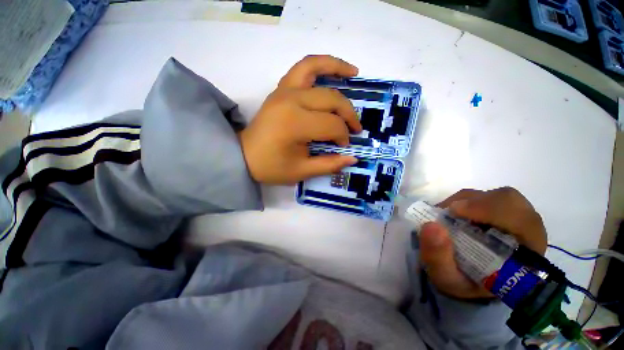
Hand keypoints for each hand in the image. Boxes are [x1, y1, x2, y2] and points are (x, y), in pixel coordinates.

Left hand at [240, 55, 362, 183]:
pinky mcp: (280, 88)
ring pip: (316, 68)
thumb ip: (329, 165)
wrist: (244, 156)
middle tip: (354, 128)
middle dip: (348, 114)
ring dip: (338, 68)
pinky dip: (320, 64)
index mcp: (295, 124)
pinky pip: (302, 67)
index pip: (331, 125)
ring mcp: (284, 90)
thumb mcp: (301, 171)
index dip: (342, 136)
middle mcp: (290, 100)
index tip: (343, 147)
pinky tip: (333, 69)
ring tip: (355, 73)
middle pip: (331, 100)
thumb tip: (353, 158)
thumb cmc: (271, 166)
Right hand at [418, 187, 546, 299]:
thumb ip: (438, 257)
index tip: (455, 211)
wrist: (468, 280)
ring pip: (498, 196)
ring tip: (448, 212)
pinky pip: (487, 196)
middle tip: (449, 210)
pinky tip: (453, 212)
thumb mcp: (446, 278)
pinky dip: (466, 200)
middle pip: (511, 202)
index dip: (491, 210)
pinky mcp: (501, 212)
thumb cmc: (462, 282)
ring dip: (469, 200)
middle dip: (477, 202)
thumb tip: (431, 225)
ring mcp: (515, 219)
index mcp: (526, 255)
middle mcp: (527, 233)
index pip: (523, 222)